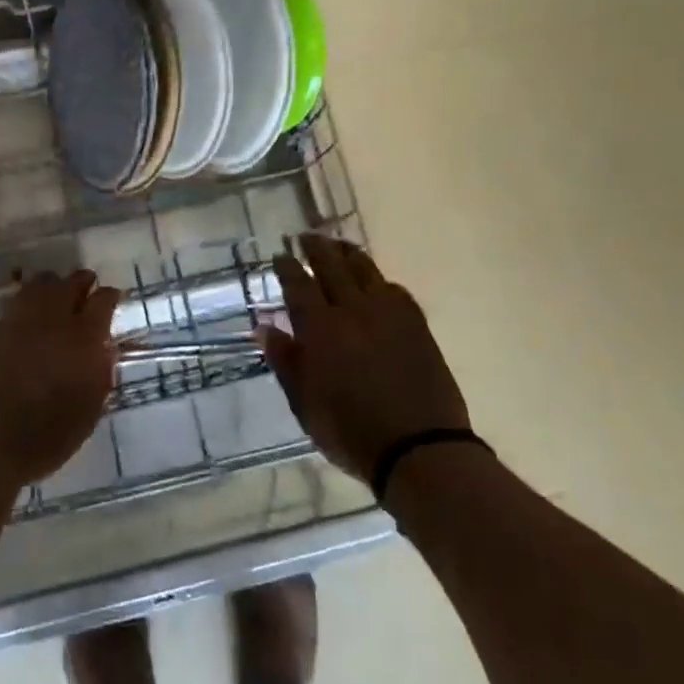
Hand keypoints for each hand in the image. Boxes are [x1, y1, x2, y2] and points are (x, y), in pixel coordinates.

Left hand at [0, 270, 120, 490]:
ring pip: (35, 287)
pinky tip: (15, 322)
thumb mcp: (87, 414)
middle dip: (80, 282)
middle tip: (85, 284)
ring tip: (52, 293)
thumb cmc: (41, 440)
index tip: (112, 296)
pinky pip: (5, 310)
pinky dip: (15, 311)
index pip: (102, 302)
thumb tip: (103, 349)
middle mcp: (49, 321)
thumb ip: (99, 375)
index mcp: (81, 340)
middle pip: (68, 284)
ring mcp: (13, 321)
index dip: (109, 296)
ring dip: (48, 287)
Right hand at [261, 235, 471, 484]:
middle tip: (307, 236)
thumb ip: (285, 361)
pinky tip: (377, 282)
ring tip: (339, 245)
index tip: (281, 254)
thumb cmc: (351, 432)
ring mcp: (388, 313)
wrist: (419, 447)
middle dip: (317, 247)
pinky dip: (379, 280)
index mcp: (320, 329)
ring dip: (348, 253)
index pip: (299, 285)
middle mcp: (353, 310)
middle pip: (332, 266)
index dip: (288, 267)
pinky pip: (394, 289)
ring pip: (365, 270)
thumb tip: (264, 327)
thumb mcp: (304, 404)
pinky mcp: (416, 323)